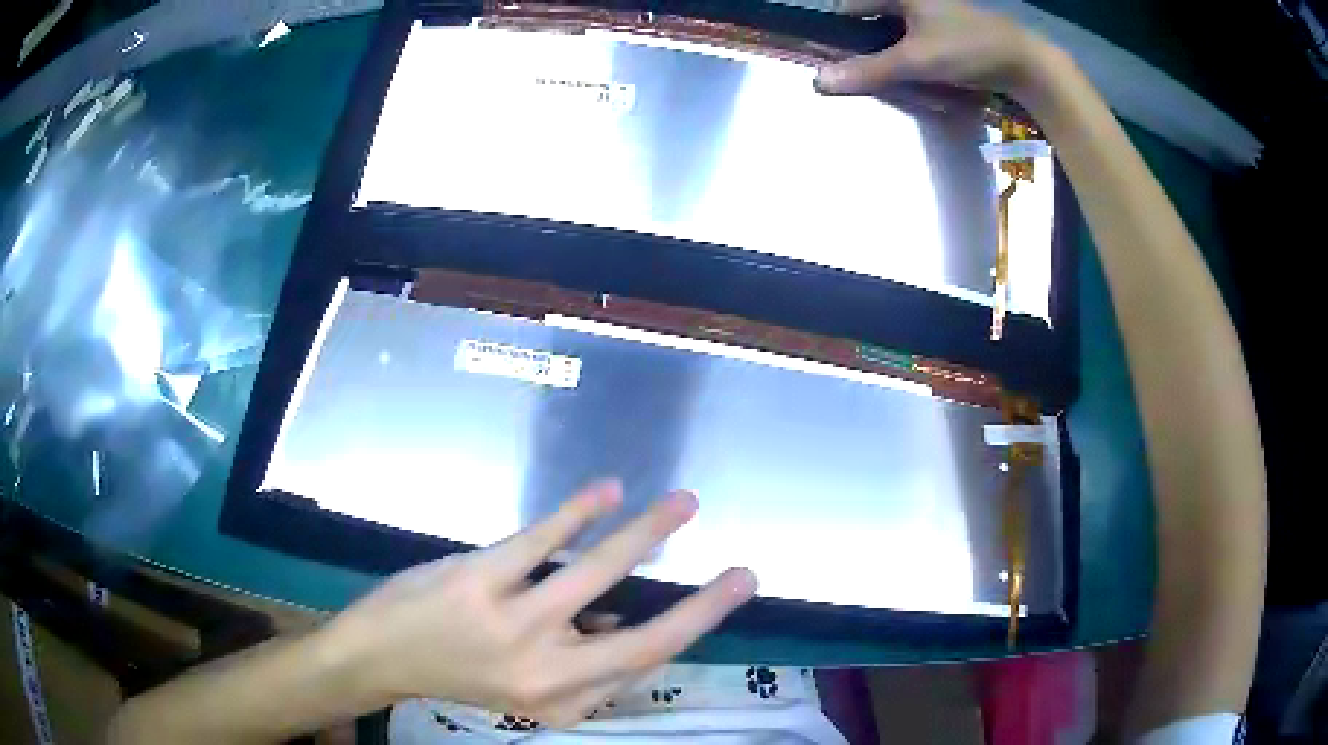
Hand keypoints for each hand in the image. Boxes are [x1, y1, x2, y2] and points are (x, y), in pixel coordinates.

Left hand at [321, 481, 756, 727]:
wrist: (381, 656)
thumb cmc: (458, 672)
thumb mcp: (524, 689)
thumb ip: (577, 660)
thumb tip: (621, 613)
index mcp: (562, 701)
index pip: (643, 665)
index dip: (691, 630)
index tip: (727, 597)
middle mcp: (546, 673)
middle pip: (642, 639)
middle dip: (701, 605)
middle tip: (744, 574)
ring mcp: (512, 624)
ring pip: (596, 574)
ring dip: (648, 533)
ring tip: (684, 504)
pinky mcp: (479, 580)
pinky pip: (541, 540)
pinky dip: (580, 512)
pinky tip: (609, 492)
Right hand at [815, 0, 1057, 98]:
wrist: (1026, 63)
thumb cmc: (967, 49)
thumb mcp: (914, 60)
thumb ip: (867, 71)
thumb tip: (818, 82)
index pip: (851, 6)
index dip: (839, 32)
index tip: (834, 61)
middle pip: (874, 21)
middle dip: (867, 49)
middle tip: (864, 77)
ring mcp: (935, 13)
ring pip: (897, 34)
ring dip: (892, 57)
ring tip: (891, 83)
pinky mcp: (952, 30)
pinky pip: (919, 42)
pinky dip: (914, 59)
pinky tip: (919, 79)